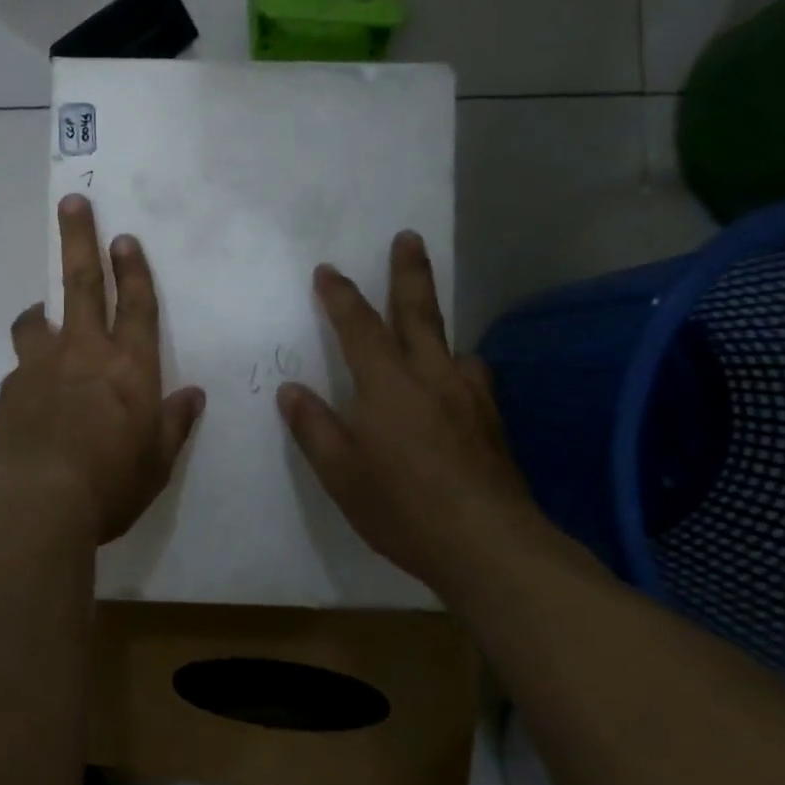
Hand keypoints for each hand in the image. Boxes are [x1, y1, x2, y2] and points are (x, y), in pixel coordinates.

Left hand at [0, 195, 205, 544]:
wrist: (34, 506)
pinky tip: (30, 399)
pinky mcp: (8, 390)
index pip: (137, 306)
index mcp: (128, 368)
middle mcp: (83, 354)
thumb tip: (193, 395)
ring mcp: (39, 368)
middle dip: (80, 240)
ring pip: (36, 321)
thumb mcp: (155, 463)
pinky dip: (28, 370)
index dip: (134, 270)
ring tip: (38, 315)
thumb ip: (174, 424)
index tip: (124, 237)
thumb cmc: (108, 486)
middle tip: (73, 203)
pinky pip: (20, 368)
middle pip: (82, 284)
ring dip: (40, 311)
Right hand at [277, 230, 540, 589]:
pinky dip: (457, 370)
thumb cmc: (402, 507)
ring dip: (436, 327)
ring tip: (428, 331)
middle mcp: (431, 377)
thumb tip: (292, 390)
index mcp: (387, 385)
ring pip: (452, 346)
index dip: (340, 295)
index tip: (328, 269)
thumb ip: (314, 427)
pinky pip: (471, 379)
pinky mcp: (493, 422)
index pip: (358, 326)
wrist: (490, 547)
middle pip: (418, 312)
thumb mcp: (340, 473)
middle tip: (408, 237)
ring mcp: (469, 397)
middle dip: (409, 272)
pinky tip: (454, 390)